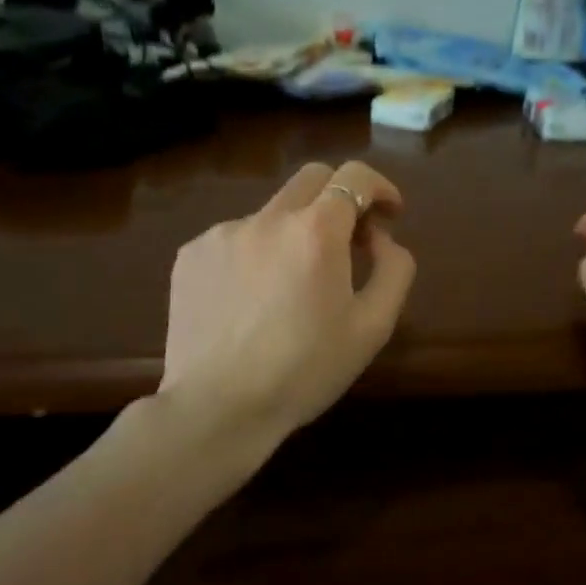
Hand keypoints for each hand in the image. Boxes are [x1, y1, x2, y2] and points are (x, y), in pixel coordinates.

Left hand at [159, 160, 417, 454]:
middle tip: (350, 240)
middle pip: (312, 179)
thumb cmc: (305, 371)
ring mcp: (222, 233)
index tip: (390, 214)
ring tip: (293, 285)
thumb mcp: (373, 327)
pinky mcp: (191, 255)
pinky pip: (236, 238)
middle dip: (340, 198)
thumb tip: (381, 238)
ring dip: (295, 232)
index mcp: (315, 231)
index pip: (354, 176)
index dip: (380, 187)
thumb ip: (394, 269)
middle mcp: (267, 218)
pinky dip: (256, 254)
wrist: (218, 408)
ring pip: (272, 213)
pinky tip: (253, 300)